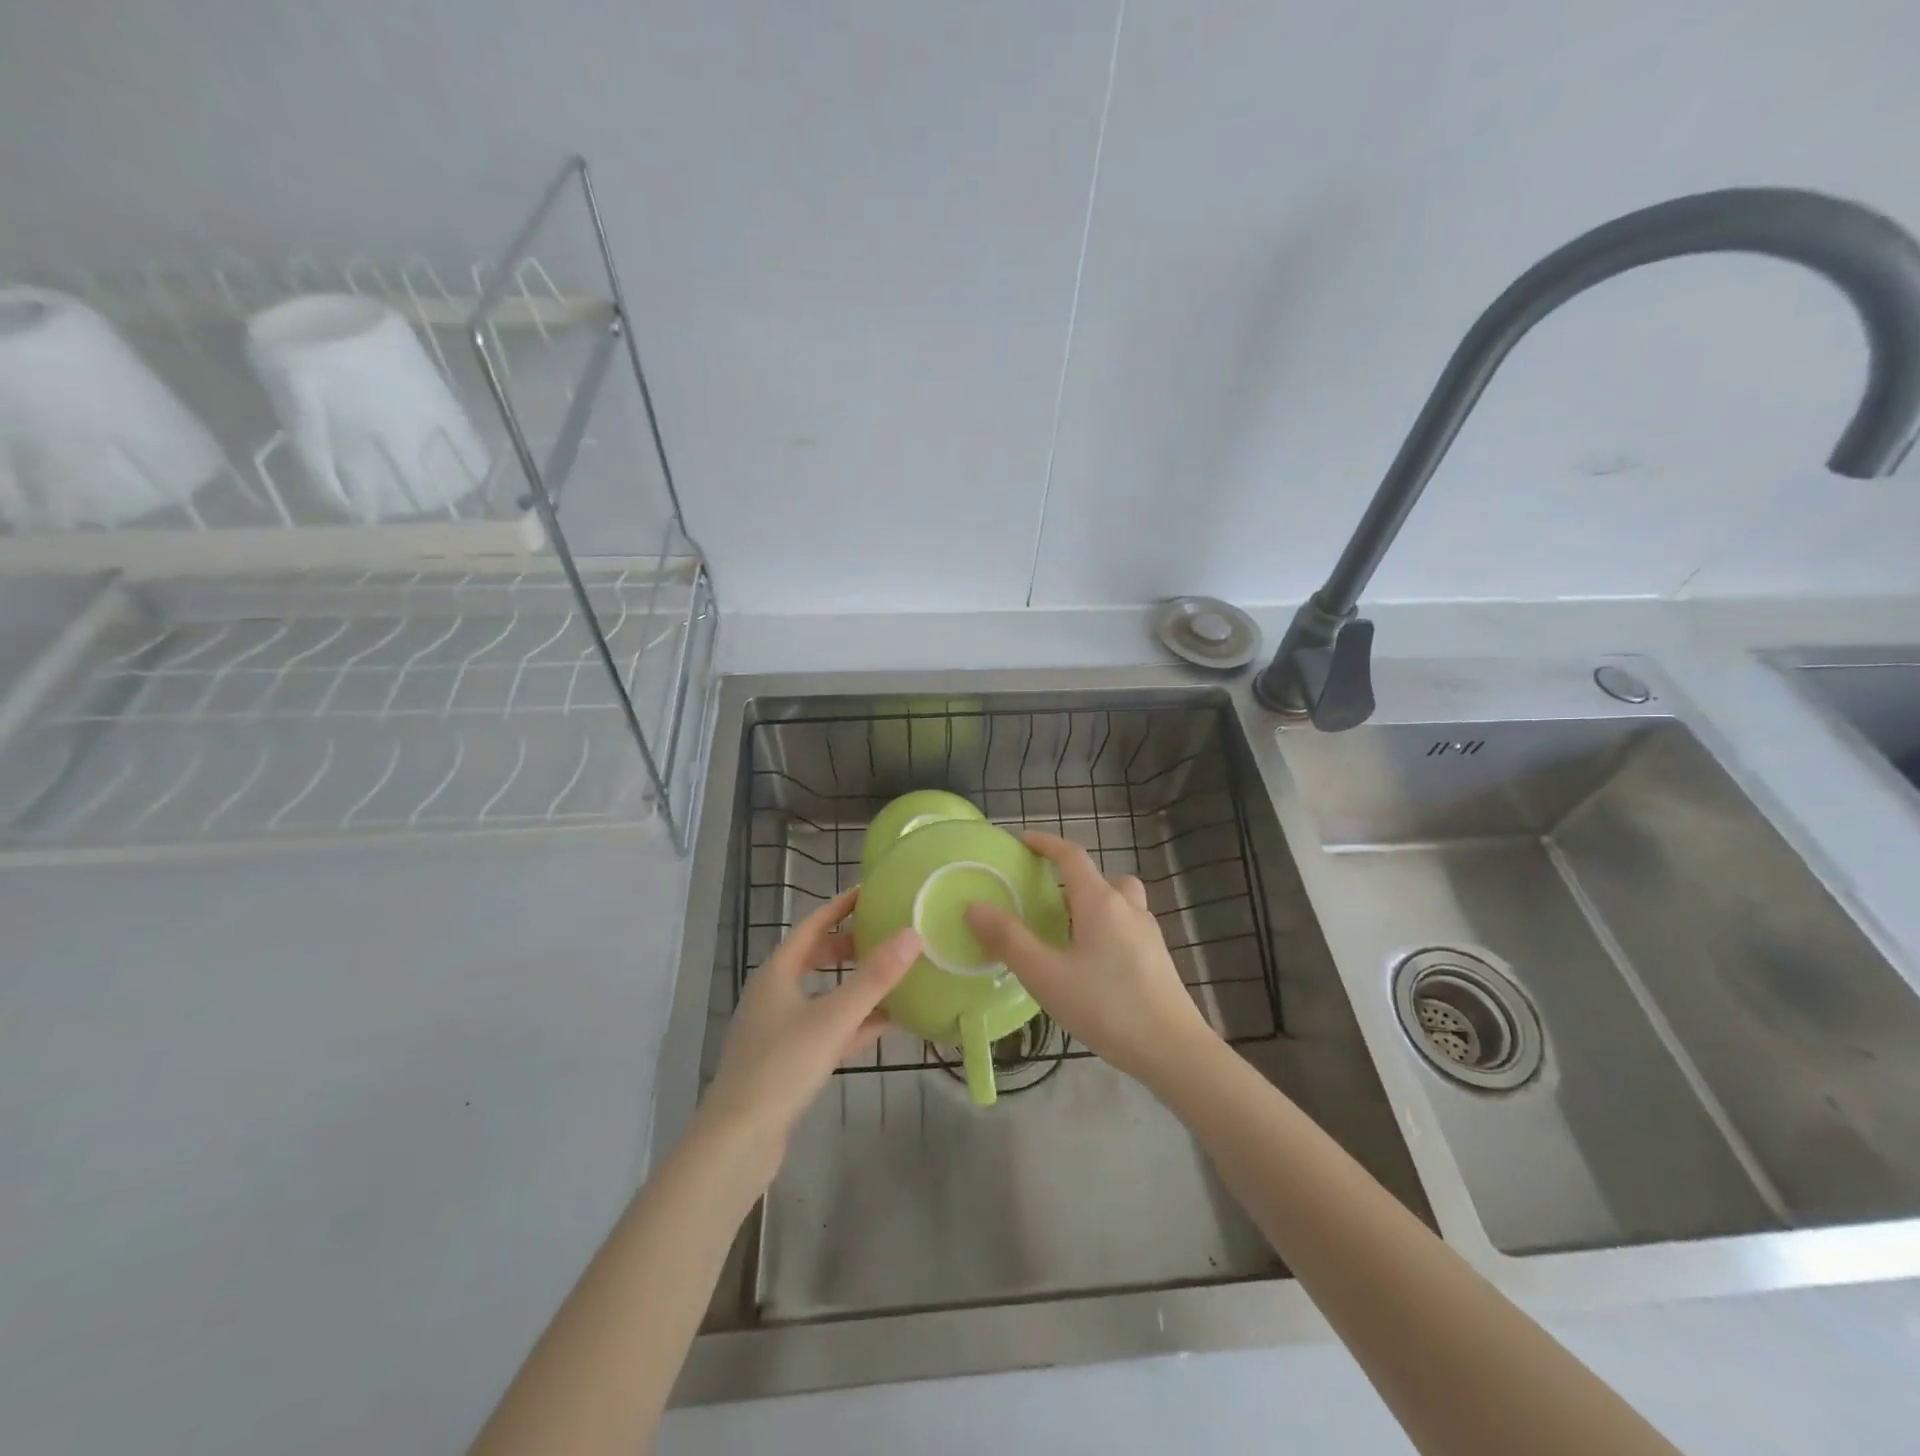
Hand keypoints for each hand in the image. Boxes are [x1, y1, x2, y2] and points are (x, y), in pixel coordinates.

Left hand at [701, 887, 919, 1155]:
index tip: (871, 891)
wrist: (738, 1141)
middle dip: (851, 944)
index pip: (812, 925)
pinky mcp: (790, 1060)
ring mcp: (781, 1029)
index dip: (840, 906)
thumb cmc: (781, 1066)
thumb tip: (913, 934)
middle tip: (888, 933)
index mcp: (778, 973)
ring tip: (894, 973)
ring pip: (825, 994)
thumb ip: (874, 978)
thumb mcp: (833, 1018)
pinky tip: (887, 1022)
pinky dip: (855, 1020)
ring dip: (856, 984)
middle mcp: (776, 994)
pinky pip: (828, 1027)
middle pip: (817, 957)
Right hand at [966, 831, 1216, 1085]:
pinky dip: (1108, 927)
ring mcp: (1148, 932)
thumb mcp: (1047, 976)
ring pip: (1119, 900)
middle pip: (1099, 877)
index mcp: (1100, 902)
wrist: (1173, 1050)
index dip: (1046, 844)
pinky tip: (1093, 962)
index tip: (1023, 841)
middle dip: (1072, 878)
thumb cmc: (1106, 1006)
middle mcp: (1127, 908)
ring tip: (1069, 930)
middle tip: (1045, 898)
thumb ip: (1009, 940)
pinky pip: (1128, 925)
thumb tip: (975, 906)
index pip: (1071, 856)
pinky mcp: (1158, 957)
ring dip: (1095, 902)